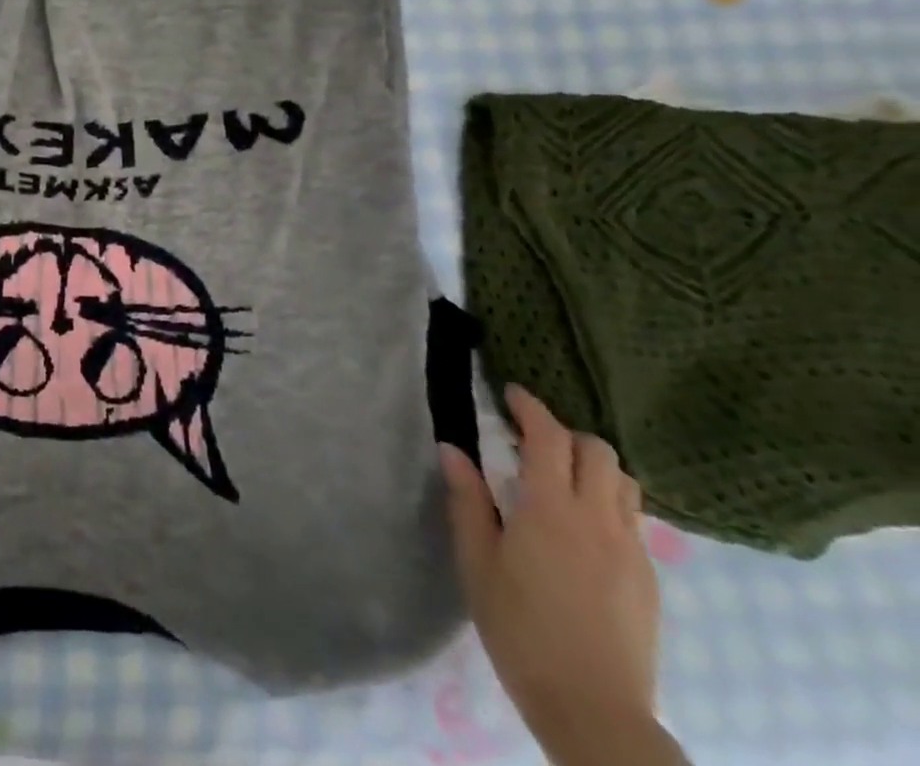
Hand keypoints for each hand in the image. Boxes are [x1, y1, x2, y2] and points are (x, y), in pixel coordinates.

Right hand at [440, 387, 668, 763]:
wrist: (593, 709)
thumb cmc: (519, 627)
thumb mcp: (477, 561)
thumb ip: (468, 500)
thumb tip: (453, 448)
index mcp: (551, 510)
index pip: (549, 437)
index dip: (530, 407)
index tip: (509, 393)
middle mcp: (599, 520)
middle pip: (598, 452)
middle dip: (565, 433)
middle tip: (530, 438)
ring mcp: (631, 550)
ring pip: (624, 483)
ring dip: (593, 466)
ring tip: (560, 477)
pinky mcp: (648, 579)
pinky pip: (632, 519)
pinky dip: (607, 501)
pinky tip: (580, 526)